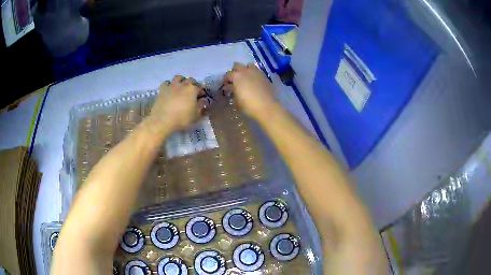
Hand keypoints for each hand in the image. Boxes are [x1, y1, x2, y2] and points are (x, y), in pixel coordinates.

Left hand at [146, 75, 205, 133]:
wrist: (162, 121)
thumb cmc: (182, 119)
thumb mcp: (196, 115)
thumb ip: (201, 106)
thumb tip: (203, 100)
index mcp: (193, 89)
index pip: (200, 87)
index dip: (201, 92)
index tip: (201, 97)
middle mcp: (183, 84)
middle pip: (190, 80)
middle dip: (192, 84)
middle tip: (191, 92)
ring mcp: (171, 85)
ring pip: (178, 78)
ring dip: (181, 81)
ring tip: (181, 88)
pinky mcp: (162, 89)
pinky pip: (167, 83)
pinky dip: (170, 85)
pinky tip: (170, 91)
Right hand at [223, 62, 277, 120]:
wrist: (267, 107)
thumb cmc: (248, 105)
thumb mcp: (236, 100)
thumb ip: (232, 91)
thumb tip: (230, 88)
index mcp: (236, 76)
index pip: (227, 75)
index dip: (225, 80)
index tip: (225, 86)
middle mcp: (246, 70)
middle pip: (237, 66)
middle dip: (235, 72)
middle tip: (235, 81)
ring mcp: (256, 72)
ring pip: (248, 66)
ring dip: (245, 71)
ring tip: (245, 79)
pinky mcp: (264, 76)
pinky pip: (256, 72)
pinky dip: (253, 75)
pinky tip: (254, 83)